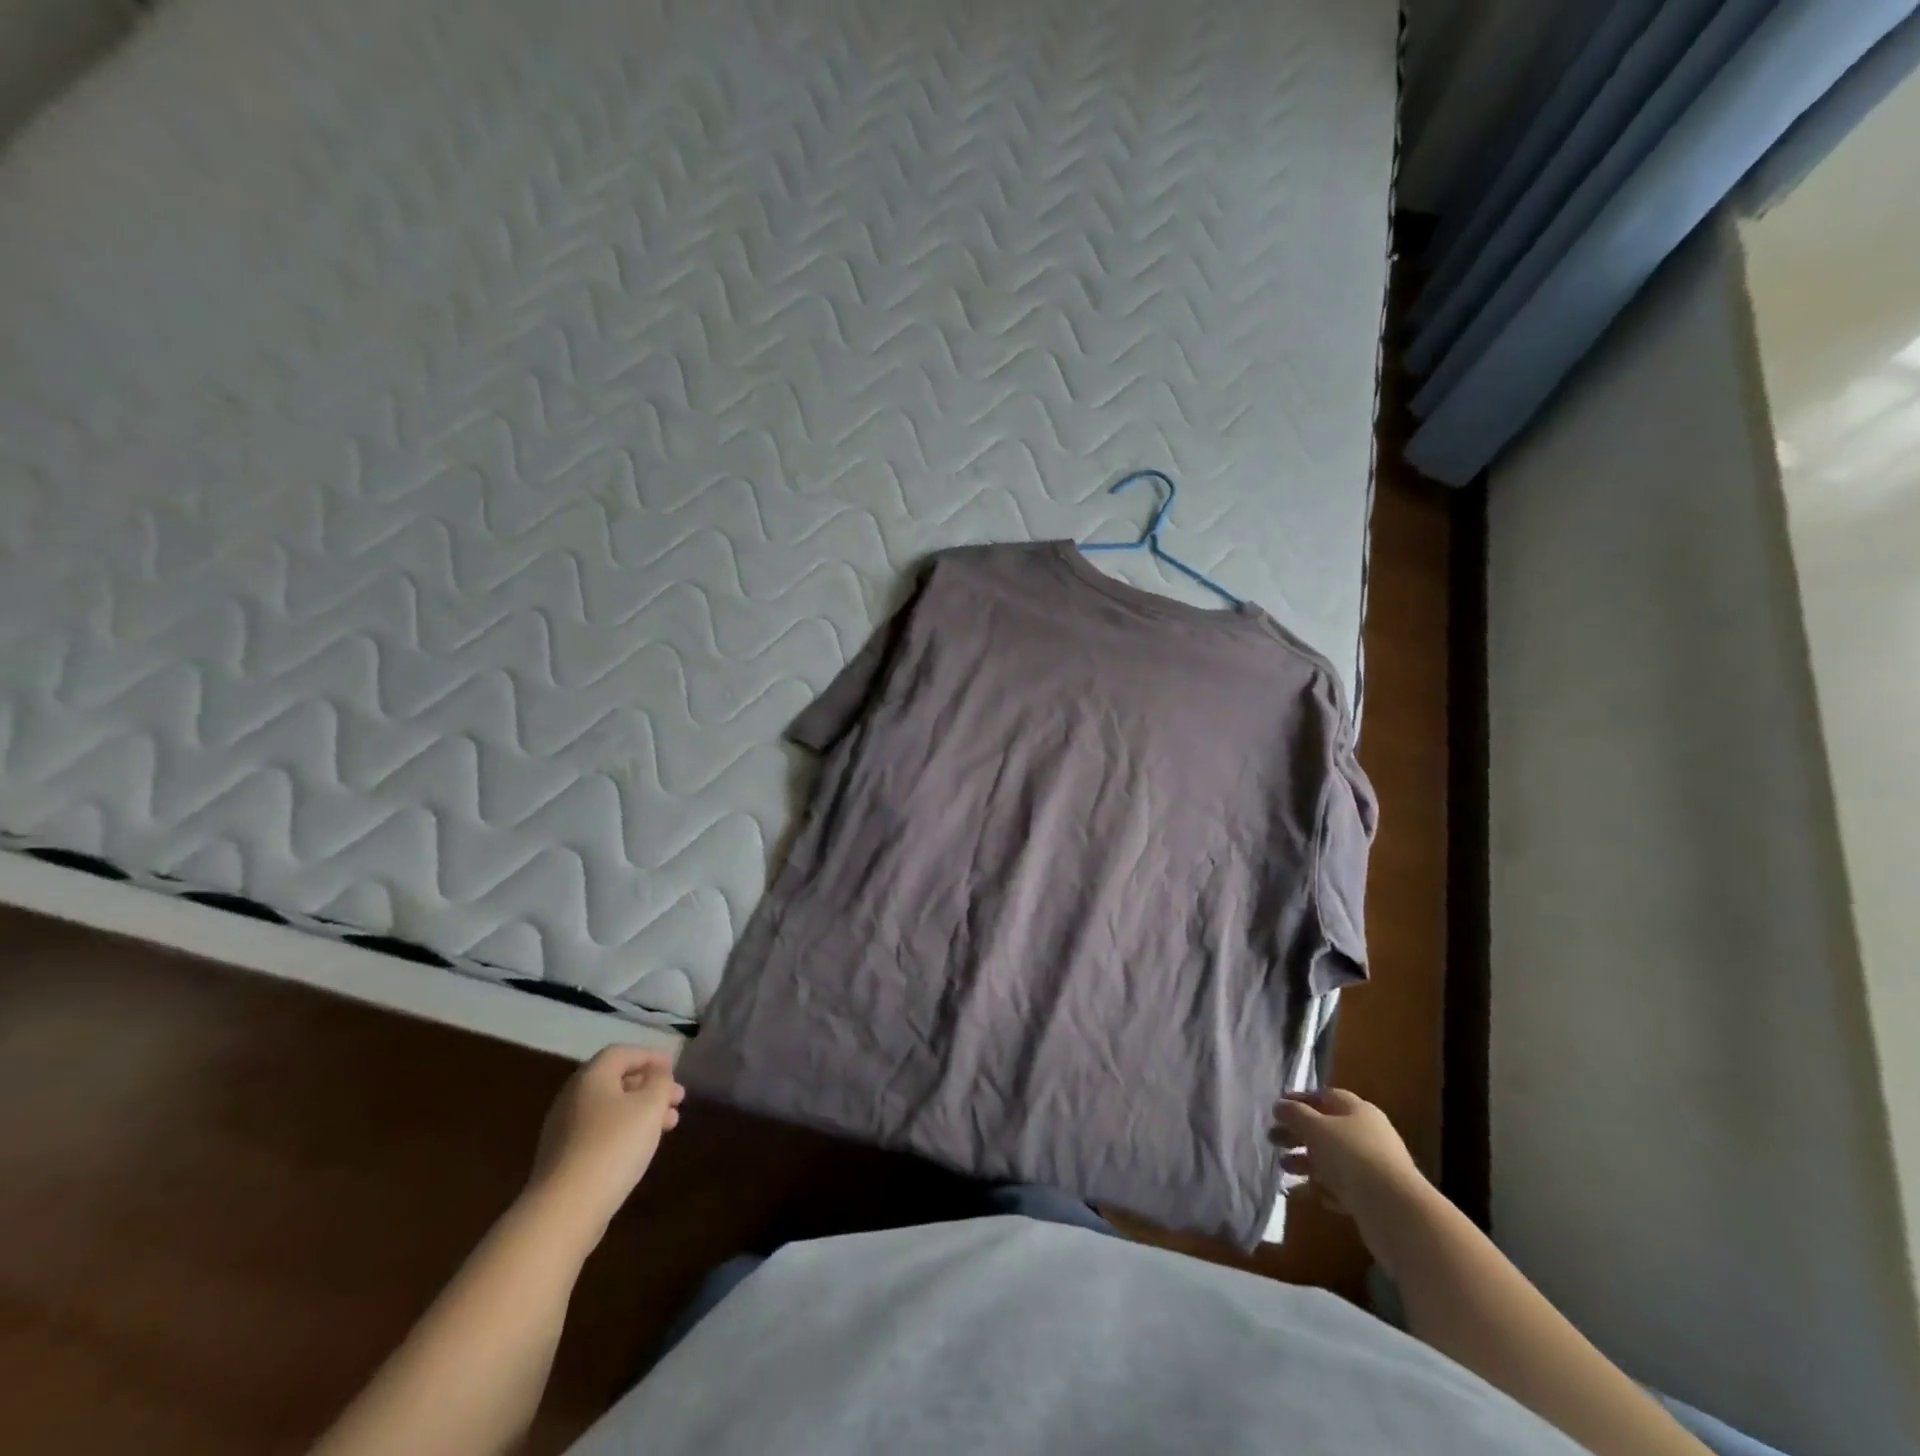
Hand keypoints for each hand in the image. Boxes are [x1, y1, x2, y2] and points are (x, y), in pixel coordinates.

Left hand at [529, 1046, 684, 1233]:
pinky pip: (600, 1131)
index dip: (650, 1056)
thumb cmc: (613, 1146)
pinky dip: (625, 1130)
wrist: (565, 1210)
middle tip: (678, 1099)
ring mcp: (564, 1129)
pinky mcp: (563, 1158)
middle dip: (650, 1086)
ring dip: (641, 1110)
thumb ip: (660, 1082)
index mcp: (591, 1077)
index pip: (623, 1052)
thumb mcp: (650, 1106)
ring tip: (669, 1125)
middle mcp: (573, 1097)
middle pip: (616, 1081)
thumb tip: (658, 1074)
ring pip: (611, 1108)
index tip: (673, 1068)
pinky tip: (641, 1146)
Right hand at [1273, 1088, 1428, 1223]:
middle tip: (1272, 1140)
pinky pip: (1343, 1186)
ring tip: (1284, 1168)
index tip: (1277, 1110)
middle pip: (1326, 1128)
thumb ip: (1294, 1114)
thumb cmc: (1352, 1157)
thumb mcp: (1315, 1128)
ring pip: (1332, 1159)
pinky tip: (1311, 1194)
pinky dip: (1324, 1188)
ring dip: (1306, 1162)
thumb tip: (1280, 1105)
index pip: (1325, 1096)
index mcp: (1358, 1111)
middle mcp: (1368, 1134)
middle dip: (1298, 1134)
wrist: (1397, 1212)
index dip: (1299, 1100)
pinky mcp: (1374, 1196)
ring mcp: (1373, 1167)